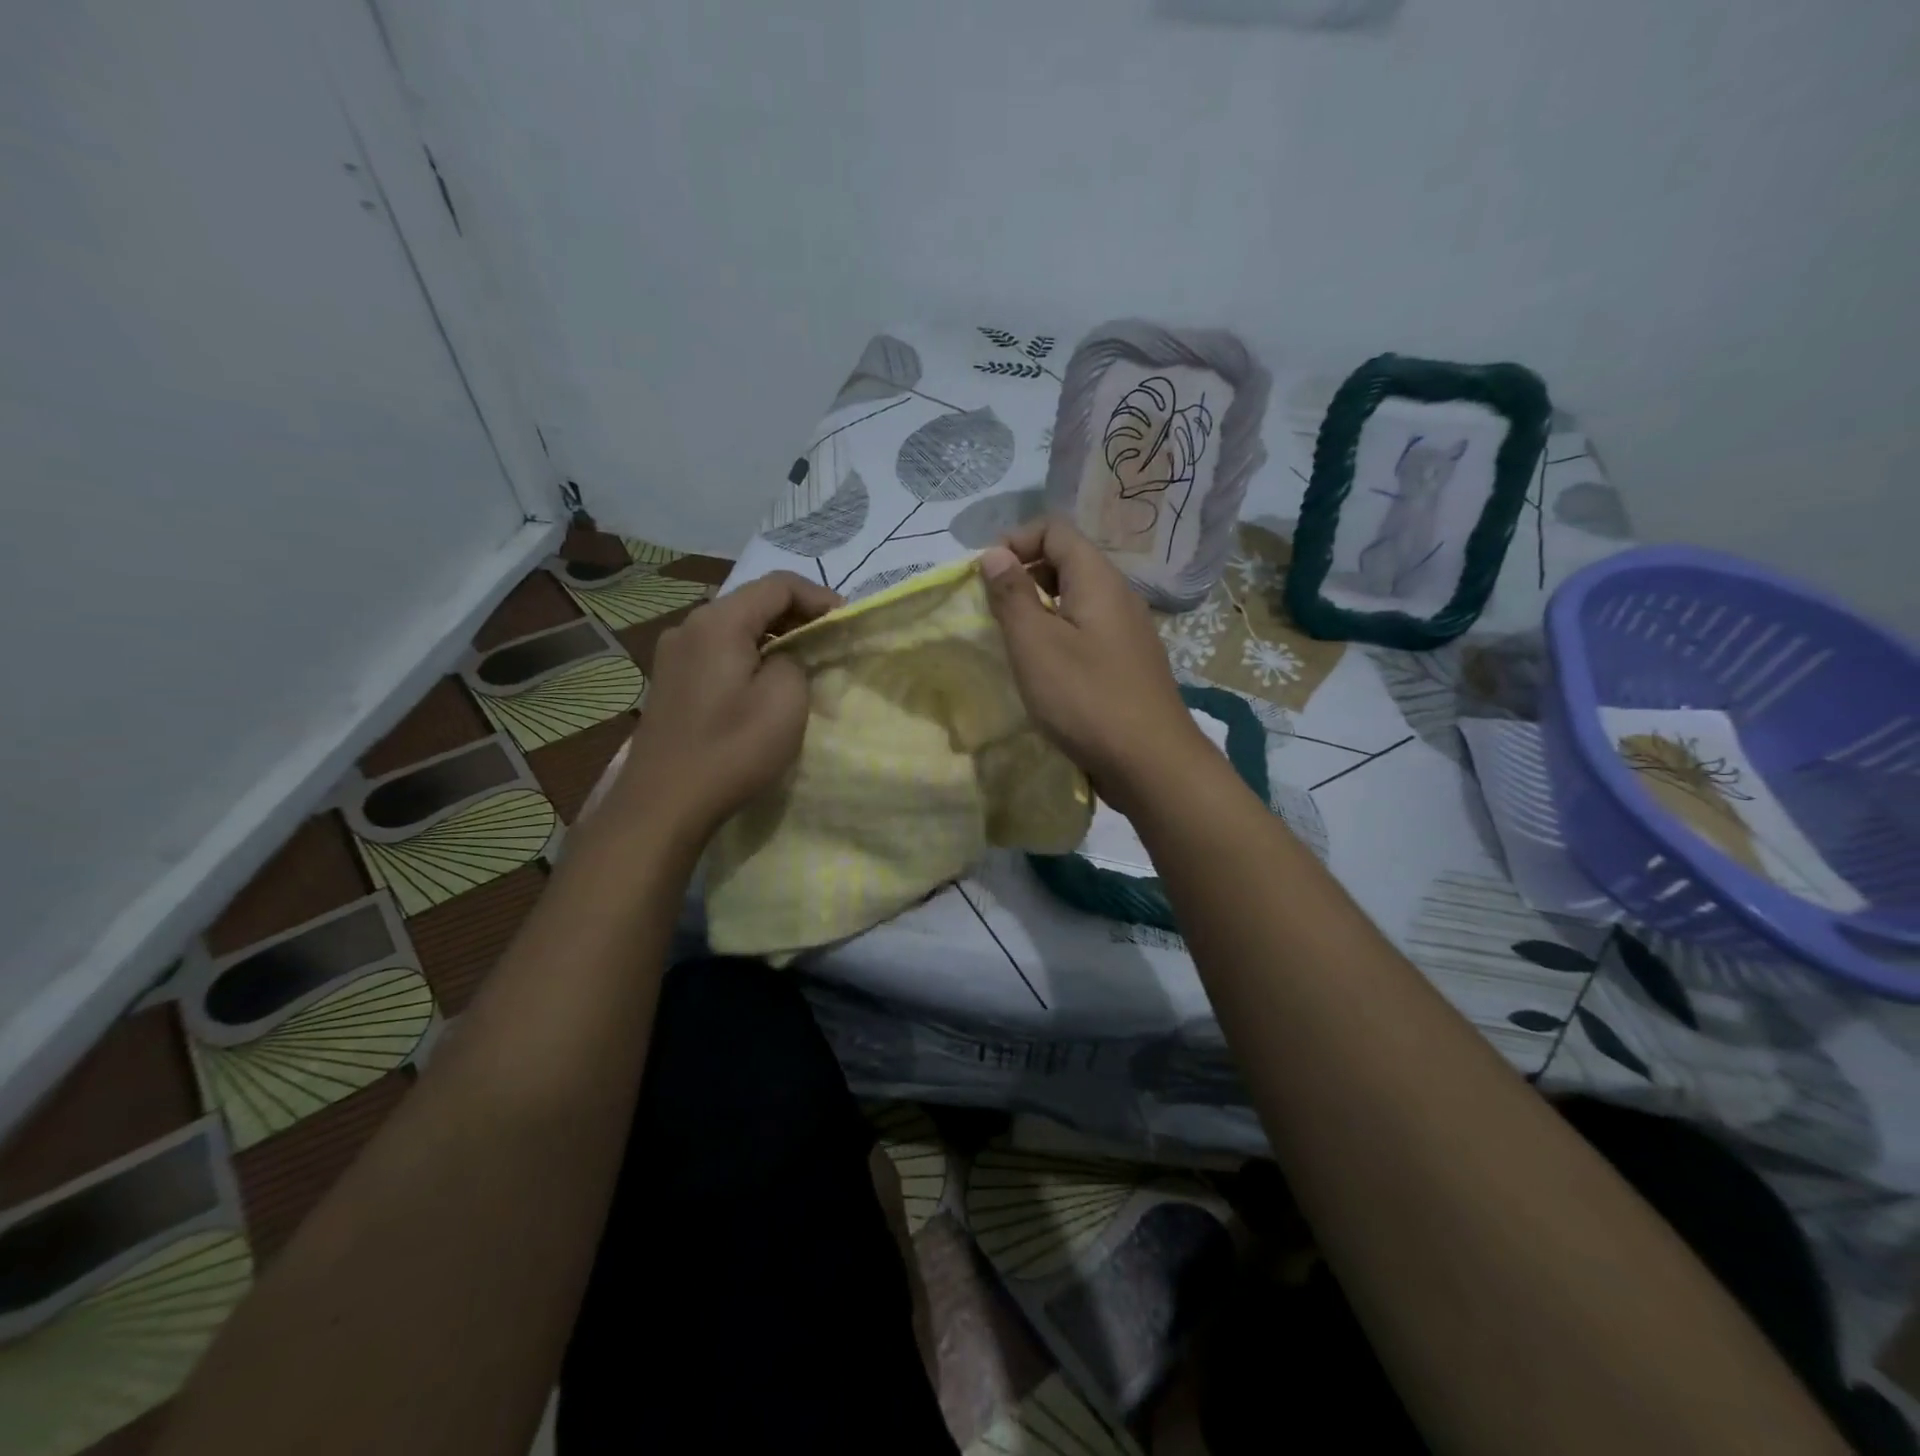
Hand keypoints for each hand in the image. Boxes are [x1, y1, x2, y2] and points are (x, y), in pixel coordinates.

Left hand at [611, 570, 840, 845]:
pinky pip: (718, 650)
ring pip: (735, 627)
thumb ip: (795, 661)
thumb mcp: (785, 700)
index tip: (847, 623)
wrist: (664, 804)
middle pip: (753, 601)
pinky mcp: (670, 680)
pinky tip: (765, 681)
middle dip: (797, 615)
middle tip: (830, 642)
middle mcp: (689, 625)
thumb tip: (783, 657)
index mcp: (718, 621)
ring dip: (773, 636)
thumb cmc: (732, 749)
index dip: (819, 597)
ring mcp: (674, 653)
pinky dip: (749, 654)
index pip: (778, 584)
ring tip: (804, 662)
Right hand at [980, 519, 1214, 816]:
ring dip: (1040, 610)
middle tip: (994, 610)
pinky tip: (1045, 671)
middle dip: (1025, 575)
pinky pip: (1088, 631)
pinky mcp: (1128, 664)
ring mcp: (1128, 632)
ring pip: (1077, 600)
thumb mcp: (1036, 644)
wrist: (1150, 763)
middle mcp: (1119, 596)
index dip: (1016, 542)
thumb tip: (994, 554)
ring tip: (1013, 641)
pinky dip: (1060, 636)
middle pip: (1068, 561)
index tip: (985, 576)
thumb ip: (1012, 595)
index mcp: (1098, 579)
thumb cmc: (1087, 698)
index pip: (1055, 530)